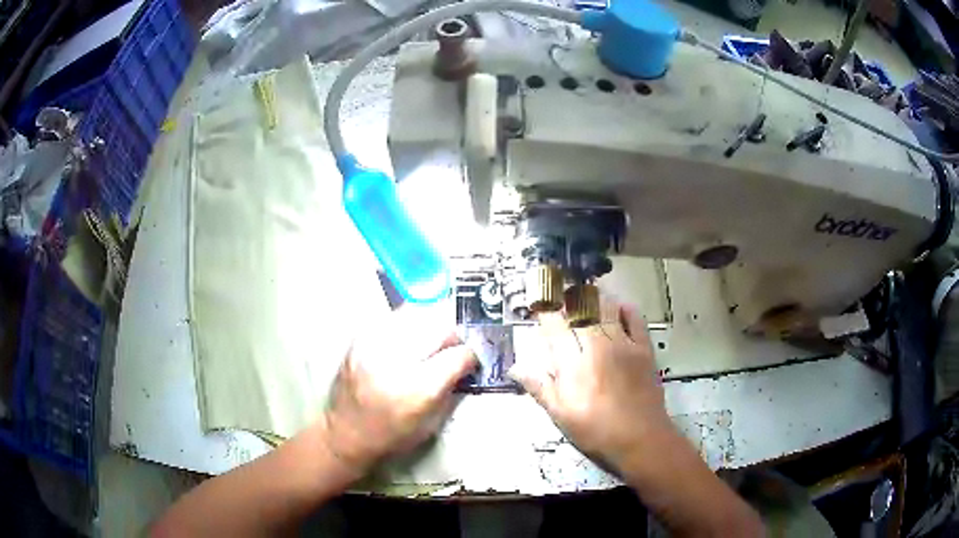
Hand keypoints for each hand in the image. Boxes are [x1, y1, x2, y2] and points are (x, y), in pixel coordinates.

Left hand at [322, 303, 476, 475]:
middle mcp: (396, 361)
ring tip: (429, 340)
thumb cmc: (392, 436)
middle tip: (451, 349)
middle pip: (439, 328)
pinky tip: (406, 339)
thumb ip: (451, 387)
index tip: (469, 361)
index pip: (458, 355)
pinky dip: (405, 324)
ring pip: (416, 314)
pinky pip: (392, 318)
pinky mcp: (359, 340)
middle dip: (452, 336)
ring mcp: (374, 346)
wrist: (346, 433)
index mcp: (418, 389)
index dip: (469, 356)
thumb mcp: (432, 422)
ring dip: (429, 326)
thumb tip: (464, 362)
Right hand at [509, 298, 672, 473]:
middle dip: (567, 300)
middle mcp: (597, 346)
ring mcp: (623, 344)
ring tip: (584, 296)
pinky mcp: (644, 348)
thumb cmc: (596, 431)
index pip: (555, 326)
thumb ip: (540, 388)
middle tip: (560, 296)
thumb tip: (515, 368)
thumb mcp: (561, 416)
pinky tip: (617, 308)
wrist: (640, 439)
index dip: (545, 311)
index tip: (539, 305)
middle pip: (580, 310)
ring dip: (593, 299)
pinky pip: (635, 318)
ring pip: (606, 309)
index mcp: (573, 364)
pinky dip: (625, 309)